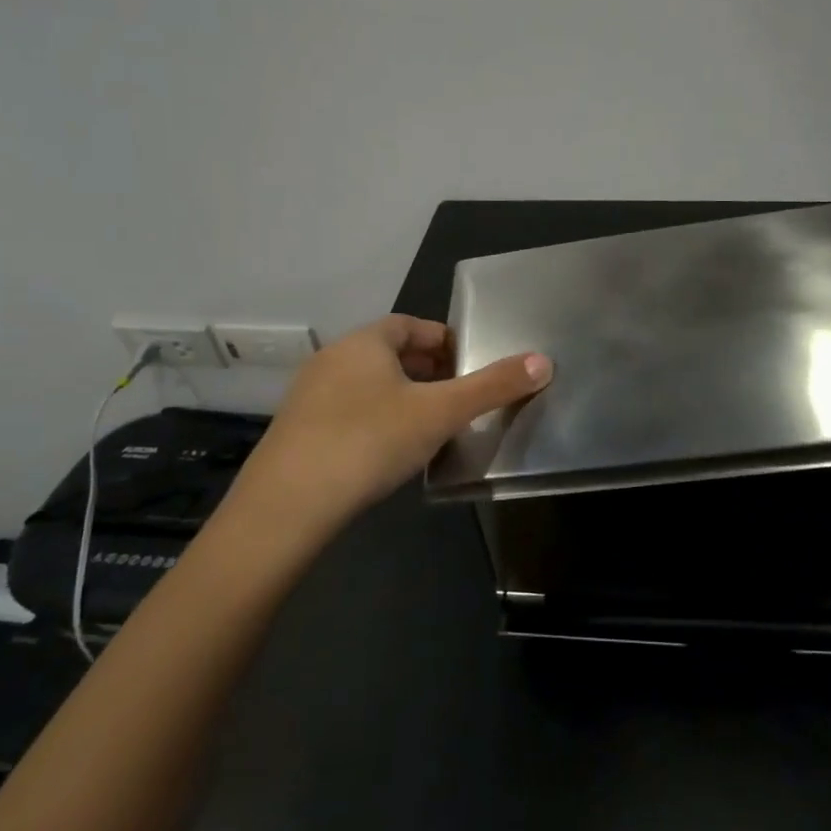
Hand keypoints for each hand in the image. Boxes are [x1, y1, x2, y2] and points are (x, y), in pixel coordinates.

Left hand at [233, 314, 551, 525]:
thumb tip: (544, 361)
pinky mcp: (297, 433)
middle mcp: (332, 359)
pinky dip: (375, 420)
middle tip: (457, 395)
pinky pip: (347, 412)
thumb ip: (492, 386)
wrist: (286, 506)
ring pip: (367, 384)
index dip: (443, 339)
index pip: (410, 324)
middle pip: (388, 353)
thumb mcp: (440, 413)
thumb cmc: (369, 441)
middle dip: (426, 369)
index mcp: (364, 342)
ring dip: (401, 396)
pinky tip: (389, 452)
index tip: (469, 363)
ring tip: (430, 425)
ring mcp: (309, 396)